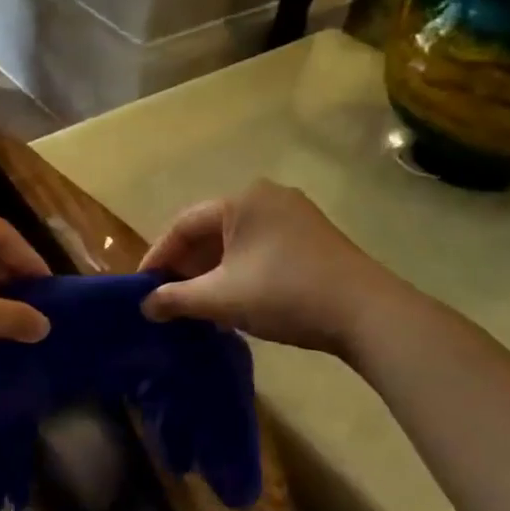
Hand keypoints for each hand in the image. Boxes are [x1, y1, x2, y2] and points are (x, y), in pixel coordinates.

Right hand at [139, 180, 395, 356]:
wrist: (367, 313)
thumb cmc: (285, 294)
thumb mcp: (221, 298)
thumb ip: (176, 299)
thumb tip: (146, 306)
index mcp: (242, 200)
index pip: (184, 224)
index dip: (158, 256)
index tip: (142, 286)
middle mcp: (268, 197)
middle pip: (211, 230)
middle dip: (186, 266)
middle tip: (168, 297)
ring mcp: (295, 216)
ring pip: (237, 241)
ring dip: (213, 272)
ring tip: (197, 303)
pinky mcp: (313, 238)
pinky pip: (261, 248)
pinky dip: (240, 271)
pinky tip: (234, 300)